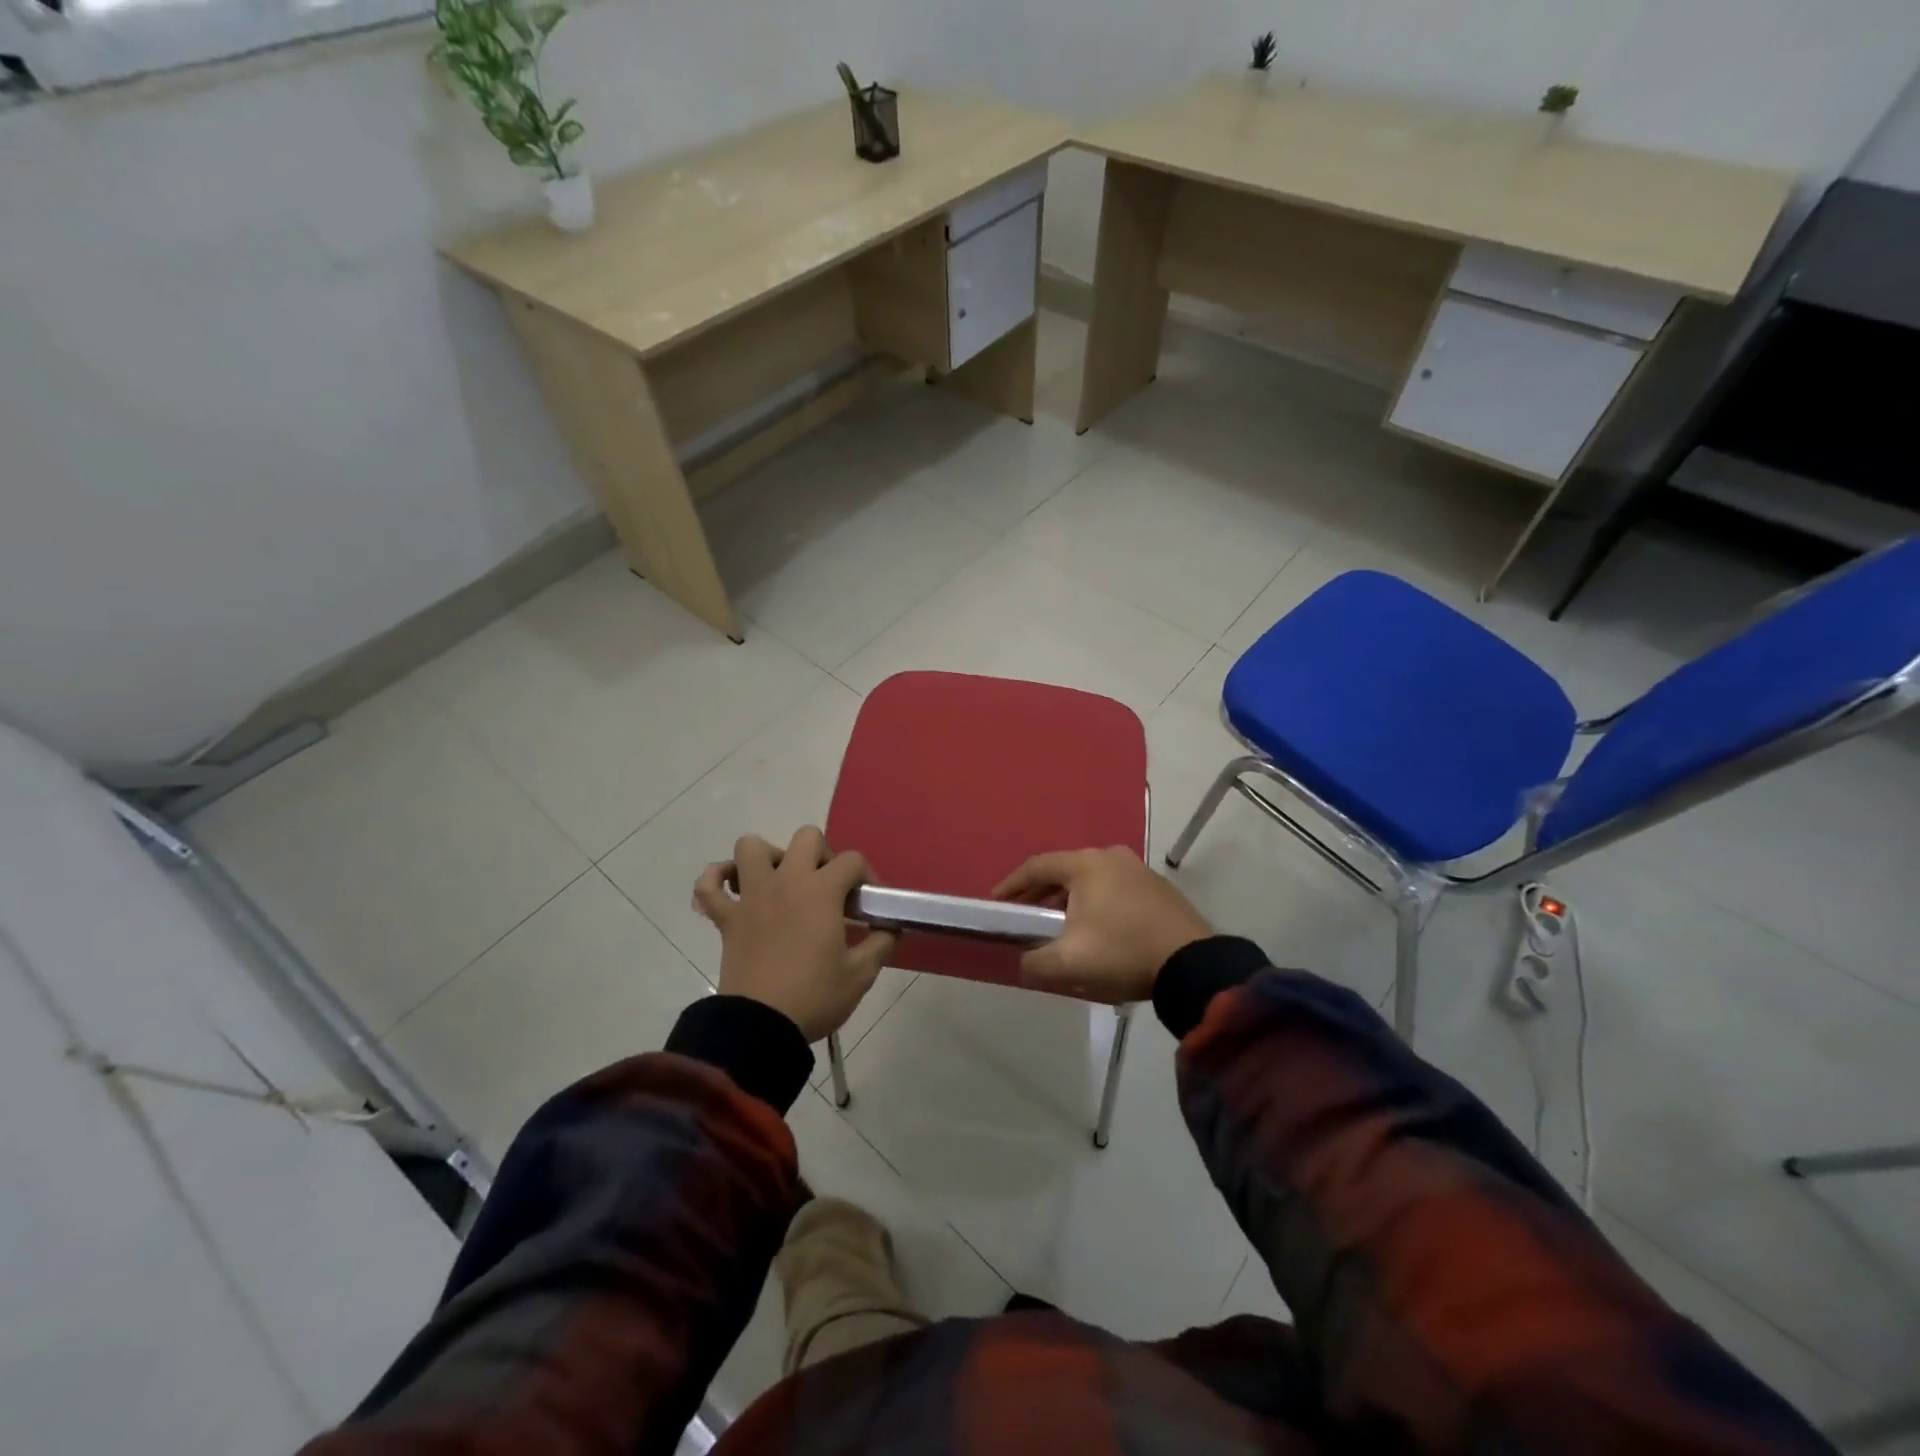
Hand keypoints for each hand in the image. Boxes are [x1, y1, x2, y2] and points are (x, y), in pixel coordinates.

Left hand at [693, 827, 895, 1042]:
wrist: (760, 1027)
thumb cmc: (814, 996)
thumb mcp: (860, 974)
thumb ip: (880, 943)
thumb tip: (890, 927)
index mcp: (821, 891)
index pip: (852, 860)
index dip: (867, 875)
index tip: (870, 902)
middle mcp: (786, 881)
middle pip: (806, 838)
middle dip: (823, 855)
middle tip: (828, 888)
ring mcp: (751, 897)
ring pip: (751, 848)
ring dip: (769, 857)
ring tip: (782, 882)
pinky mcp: (726, 918)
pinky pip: (708, 885)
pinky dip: (717, 879)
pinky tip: (733, 889)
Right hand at [993, 846, 1212, 1003]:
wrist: (1193, 964)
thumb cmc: (1122, 952)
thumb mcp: (1069, 963)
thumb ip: (1035, 962)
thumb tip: (1024, 963)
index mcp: (1085, 864)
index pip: (1036, 867)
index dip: (1012, 885)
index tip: (996, 902)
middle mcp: (1110, 857)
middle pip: (1063, 872)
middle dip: (1040, 894)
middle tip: (1023, 916)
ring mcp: (1138, 870)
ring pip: (1091, 881)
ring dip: (1069, 900)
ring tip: (1057, 926)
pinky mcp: (1157, 889)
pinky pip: (1114, 890)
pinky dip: (1095, 904)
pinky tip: (1095, 930)